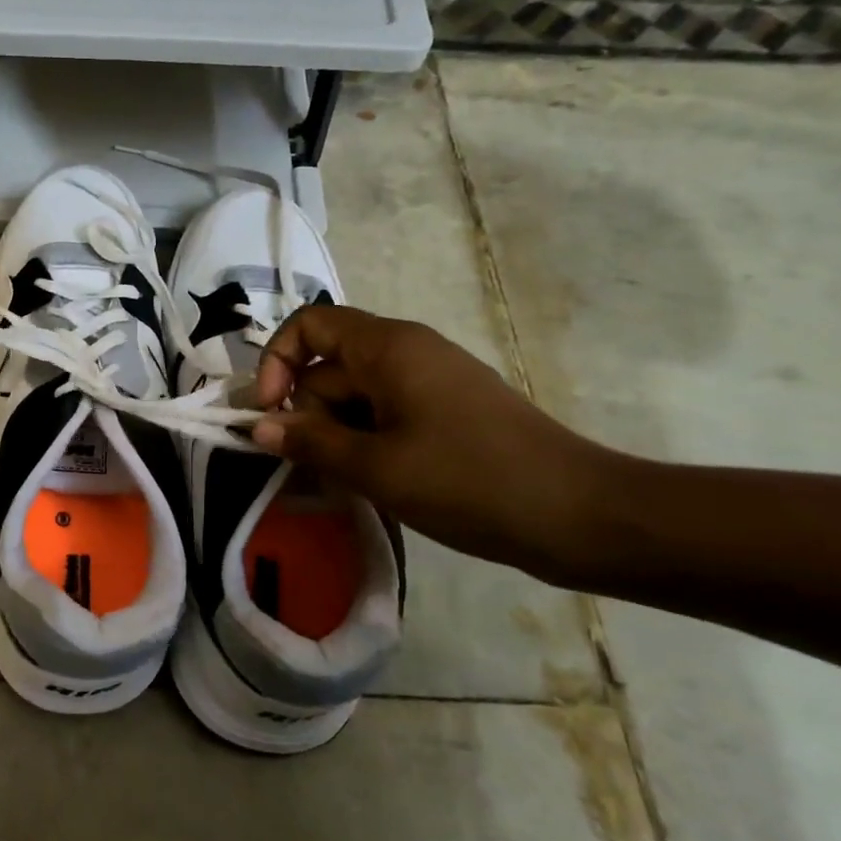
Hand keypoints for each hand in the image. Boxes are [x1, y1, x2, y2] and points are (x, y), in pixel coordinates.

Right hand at [251, 305, 612, 576]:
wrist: (582, 516)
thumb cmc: (470, 481)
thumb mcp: (376, 467)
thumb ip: (310, 442)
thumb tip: (258, 427)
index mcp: (388, 347)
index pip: (308, 325)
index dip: (277, 362)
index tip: (271, 413)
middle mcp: (406, 351)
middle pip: (329, 366)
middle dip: (307, 413)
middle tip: (306, 468)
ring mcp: (429, 381)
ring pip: (355, 396)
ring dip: (335, 435)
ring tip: (341, 483)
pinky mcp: (446, 411)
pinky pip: (385, 414)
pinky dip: (365, 442)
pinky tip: (370, 482)